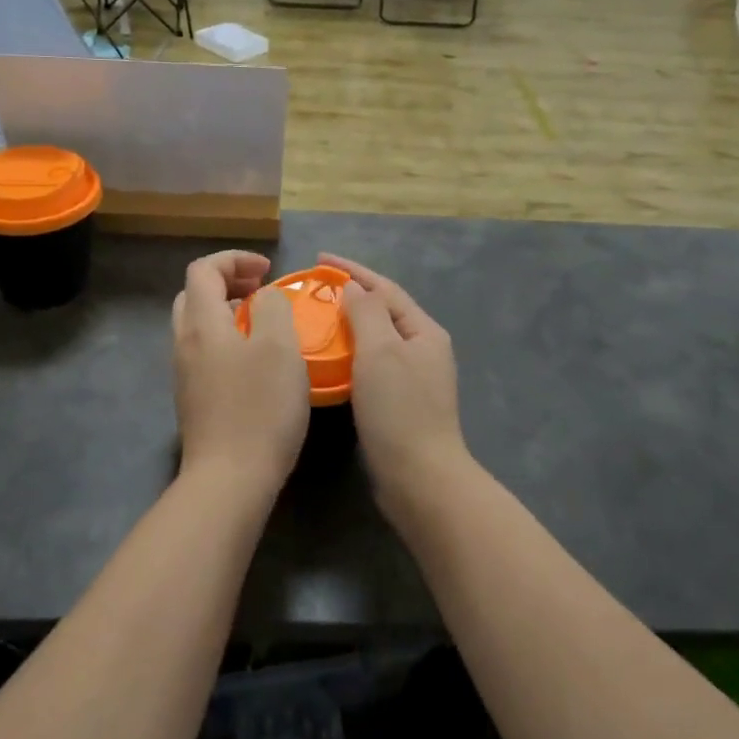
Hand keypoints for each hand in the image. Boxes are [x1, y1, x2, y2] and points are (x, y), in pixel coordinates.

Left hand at [172, 251, 309, 502]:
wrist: (230, 480)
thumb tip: (264, 298)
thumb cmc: (259, 408)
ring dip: (228, 312)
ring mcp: (185, 374)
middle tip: (261, 291)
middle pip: (194, 295)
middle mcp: (184, 344)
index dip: (236, 259)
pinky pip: (205, 352)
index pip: (204, 269)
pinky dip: (227, 339)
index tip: (270, 271)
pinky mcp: (194, 400)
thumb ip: (272, 308)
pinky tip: (255, 361)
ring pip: (198, 325)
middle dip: (228, 282)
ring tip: (263, 323)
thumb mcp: (279, 347)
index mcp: (201, 324)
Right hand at [319, 254, 472, 520]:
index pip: (385, 288)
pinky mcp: (400, 403)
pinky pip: (371, 364)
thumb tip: (354, 288)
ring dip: (349, 324)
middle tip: (314, 288)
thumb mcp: (381, 351)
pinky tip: (330, 359)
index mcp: (424, 332)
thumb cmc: (399, 409)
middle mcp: (423, 350)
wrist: (420, 479)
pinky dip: (350, 353)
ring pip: (376, 339)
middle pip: (383, 311)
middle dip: (351, 295)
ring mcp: (413, 378)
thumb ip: (367, 313)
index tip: (319, 259)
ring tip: (317, 318)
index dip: (353, 270)